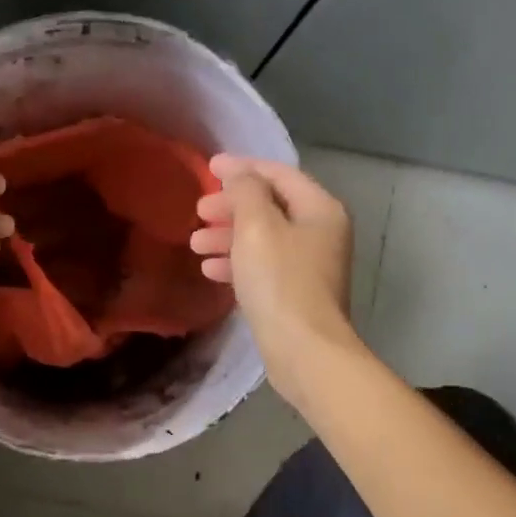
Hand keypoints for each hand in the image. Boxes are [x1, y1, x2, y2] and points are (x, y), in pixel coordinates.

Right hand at [191, 155, 355, 400]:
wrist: (302, 349)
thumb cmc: (280, 280)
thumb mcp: (257, 226)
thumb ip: (246, 191)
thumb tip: (238, 173)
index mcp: (319, 209)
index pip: (278, 174)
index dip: (242, 168)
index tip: (208, 167)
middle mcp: (320, 233)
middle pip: (270, 207)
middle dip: (230, 207)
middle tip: (198, 211)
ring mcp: (309, 265)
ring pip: (262, 239)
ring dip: (227, 237)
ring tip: (195, 244)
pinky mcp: (294, 293)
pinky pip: (262, 266)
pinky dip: (236, 263)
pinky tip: (209, 270)